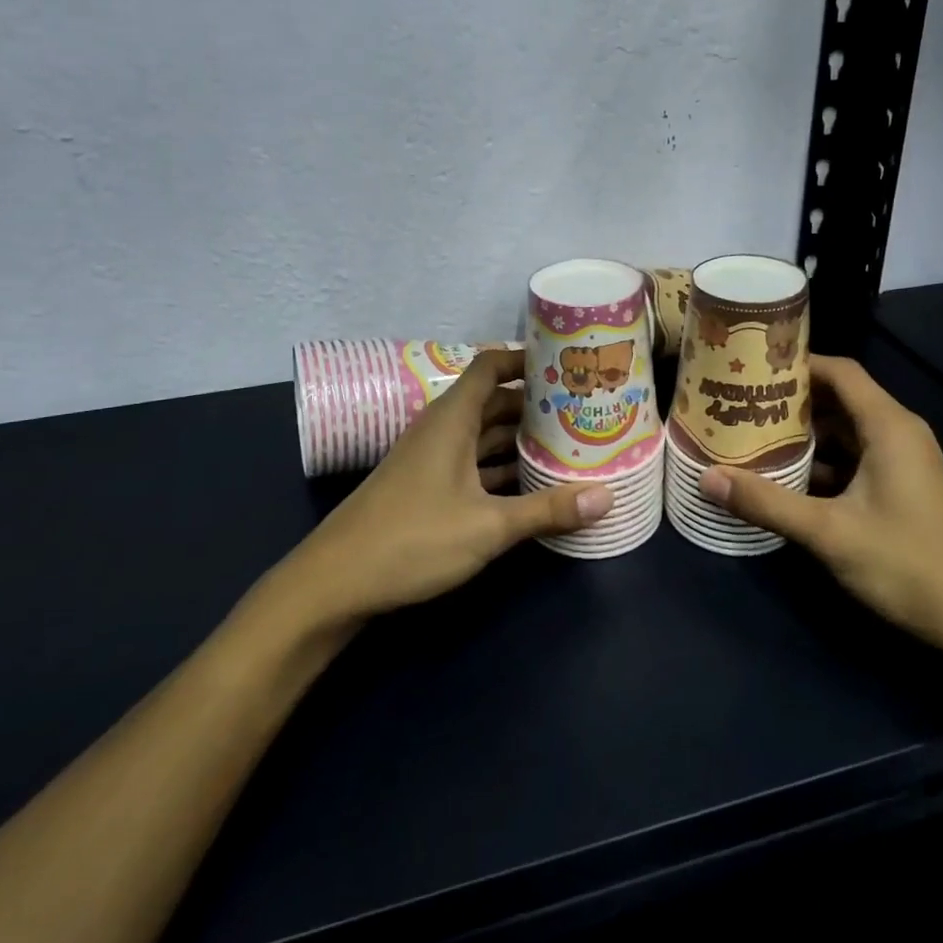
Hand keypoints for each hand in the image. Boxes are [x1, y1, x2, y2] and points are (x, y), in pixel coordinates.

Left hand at [276, 349, 612, 626]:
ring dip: (521, 439)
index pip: (492, 366)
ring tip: (570, 443)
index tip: (568, 364)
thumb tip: (607, 496)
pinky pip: (474, 464)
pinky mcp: (428, 488)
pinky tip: (533, 483)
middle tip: (584, 408)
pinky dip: (502, 468)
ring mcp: (433, 460)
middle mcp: (442, 430)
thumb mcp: (488, 526)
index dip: (527, 359)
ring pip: (485, 436)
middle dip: (536, 404)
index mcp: (452, 419)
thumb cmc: (412, 540)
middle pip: (495, 402)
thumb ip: (547, 510)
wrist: (335, 582)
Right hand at [698, 355, 942, 668]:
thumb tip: (707, 477)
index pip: (839, 371)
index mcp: (888, 427)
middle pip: (838, 401)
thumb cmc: (912, 565)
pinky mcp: (903, 493)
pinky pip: (854, 463)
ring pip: (845, 436)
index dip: (796, 363)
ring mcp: (904, 466)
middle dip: (789, 402)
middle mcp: (898, 435)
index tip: (749, 367)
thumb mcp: (830, 533)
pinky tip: (786, 481)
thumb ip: (767, 503)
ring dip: (803, 437)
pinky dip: (821, 465)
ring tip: (750, 438)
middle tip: (736, 405)